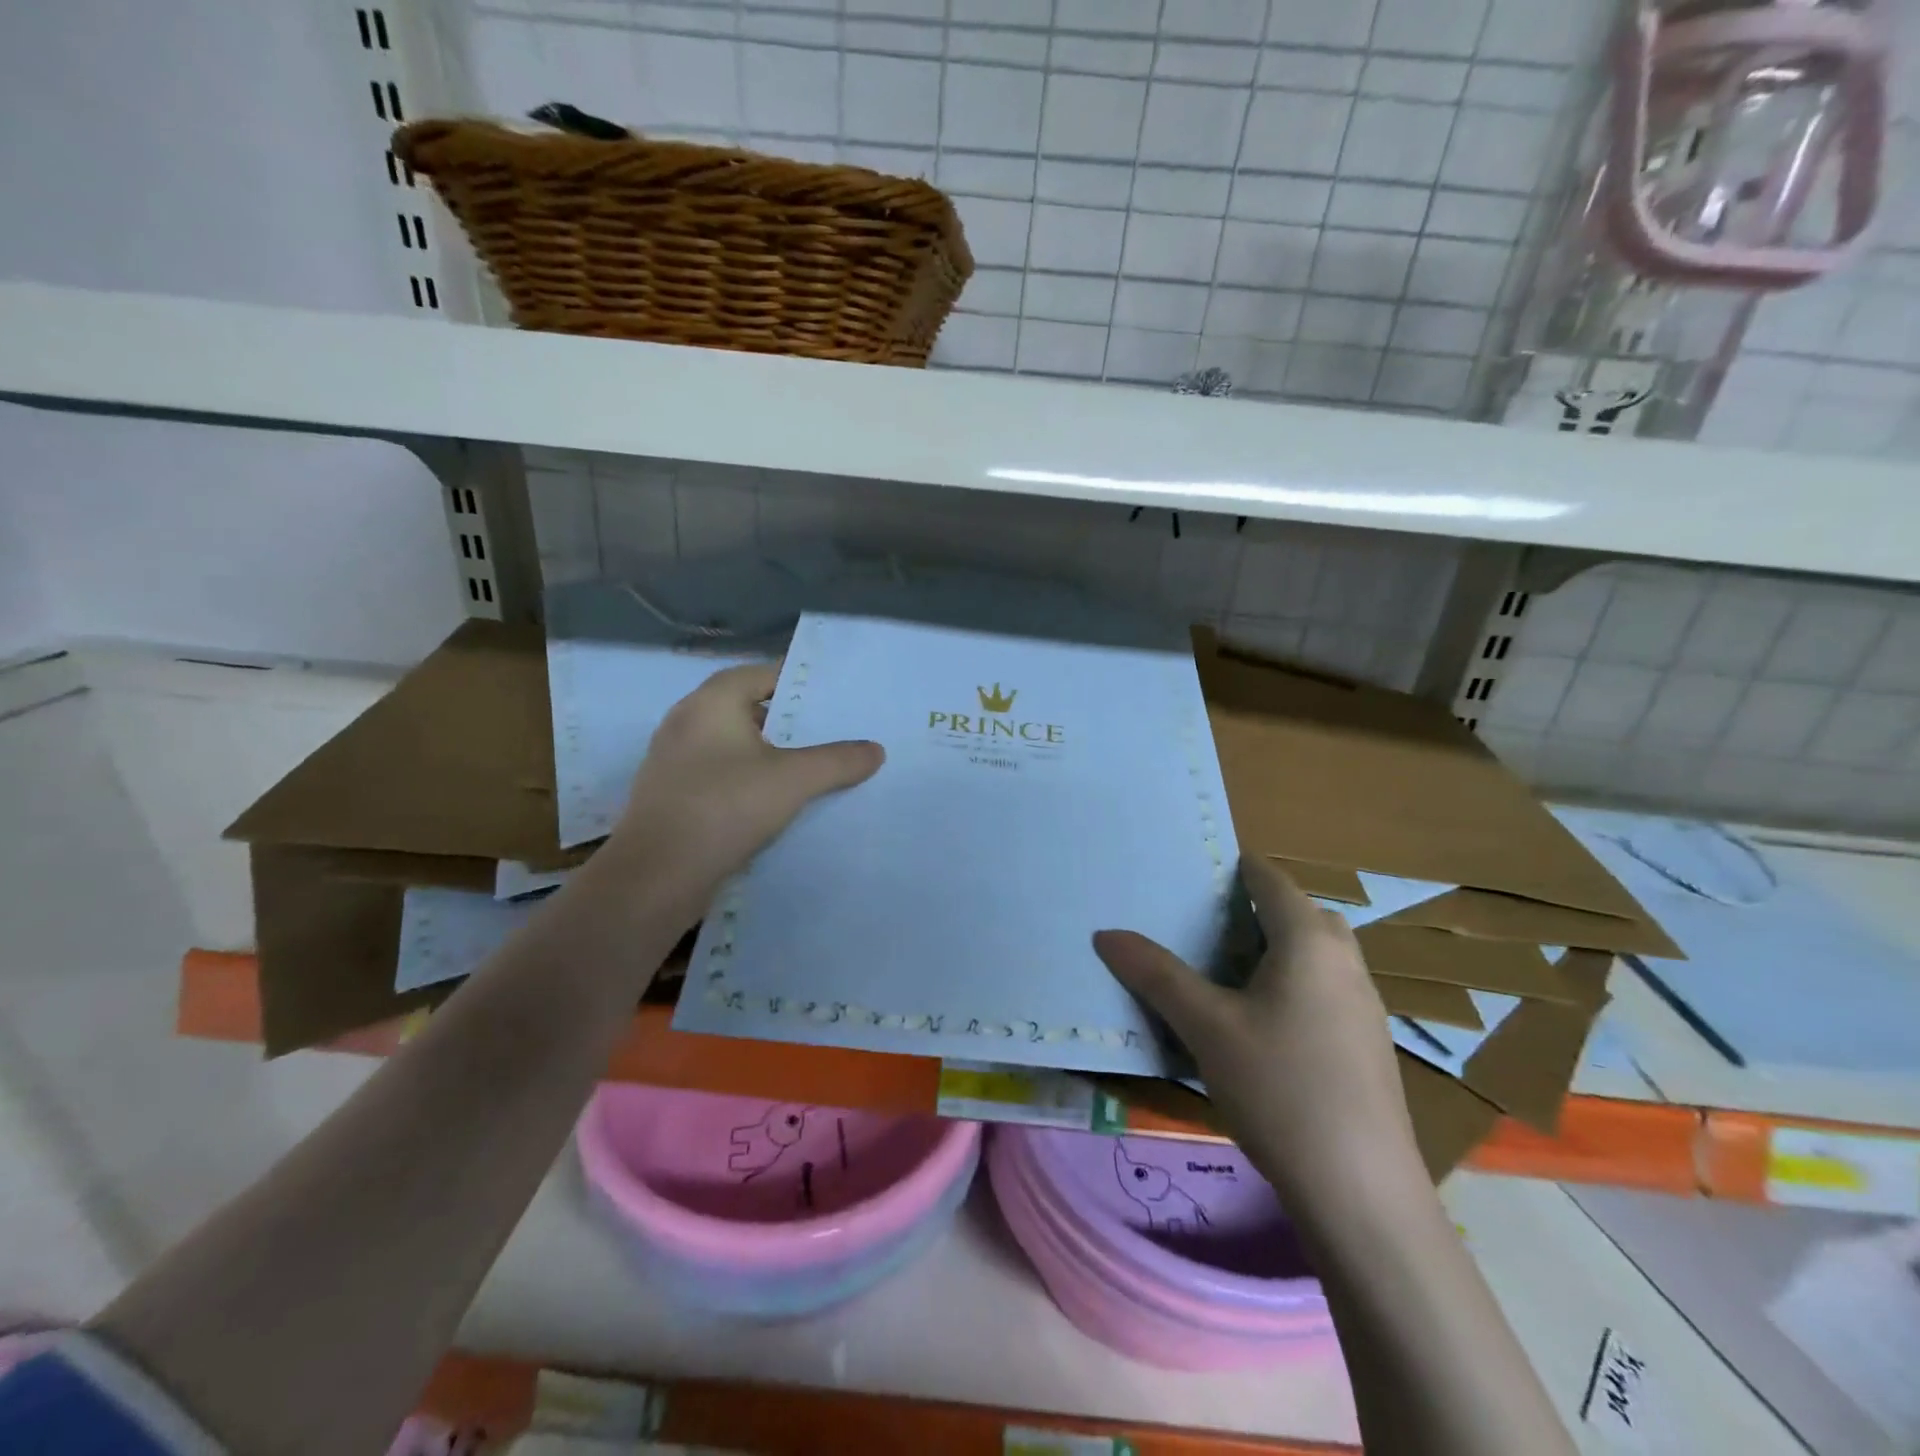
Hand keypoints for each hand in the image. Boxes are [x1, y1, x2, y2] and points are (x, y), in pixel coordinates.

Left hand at [612, 661, 883, 887]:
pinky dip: (748, 781)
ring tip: (811, 769)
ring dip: (769, 755)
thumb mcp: (793, 780)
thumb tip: (876, 750)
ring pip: (733, 746)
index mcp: (710, 703)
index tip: (834, 700)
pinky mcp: (671, 796)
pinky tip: (775, 803)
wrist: (656, 877)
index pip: (761, 674)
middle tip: (831, 734)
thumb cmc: (725, 807)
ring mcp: (674, 761)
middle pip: (747, 710)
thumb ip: (838, 761)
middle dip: (789, 722)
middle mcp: (686, 722)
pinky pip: (720, 775)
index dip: (799, 684)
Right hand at [1094, 855, 1423, 1204]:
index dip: (1237, 869)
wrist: (1361, 1193)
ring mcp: (1365, 1005)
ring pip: (1319, 954)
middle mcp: (1346, 961)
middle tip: (1208, 924)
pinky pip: (1328, 988)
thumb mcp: (1206, 1027)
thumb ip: (1156, 975)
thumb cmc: (1280, 1089)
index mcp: (1309, 941)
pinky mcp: (1369, 1044)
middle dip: (1258, 909)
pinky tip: (1265, 1026)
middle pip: (1302, 913)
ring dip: (1279, 948)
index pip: (1273, 881)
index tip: (1198, 875)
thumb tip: (1106, 934)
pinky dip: (1296, 983)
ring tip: (1230, 972)